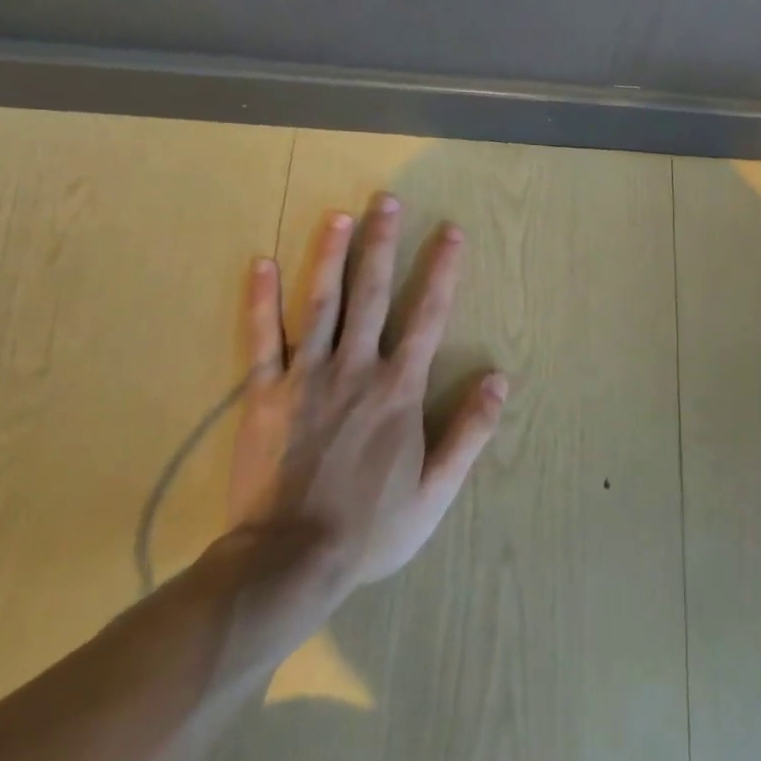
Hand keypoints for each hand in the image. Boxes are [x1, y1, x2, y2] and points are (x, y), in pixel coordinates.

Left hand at [226, 193, 508, 586]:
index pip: (427, 315)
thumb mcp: (437, 489)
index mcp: (399, 388)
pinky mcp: (263, 393)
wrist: (290, 560)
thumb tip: (501, 379)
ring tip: (338, 215)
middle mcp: (356, 368)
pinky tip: (260, 263)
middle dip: (383, 244)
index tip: (450, 232)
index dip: (442, 271)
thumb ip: (470, 431)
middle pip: (371, 293)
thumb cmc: (371, 526)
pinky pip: (261, 338)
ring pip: (319, 302)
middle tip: (387, 200)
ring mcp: (306, 376)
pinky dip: (260, 300)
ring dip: (329, 255)